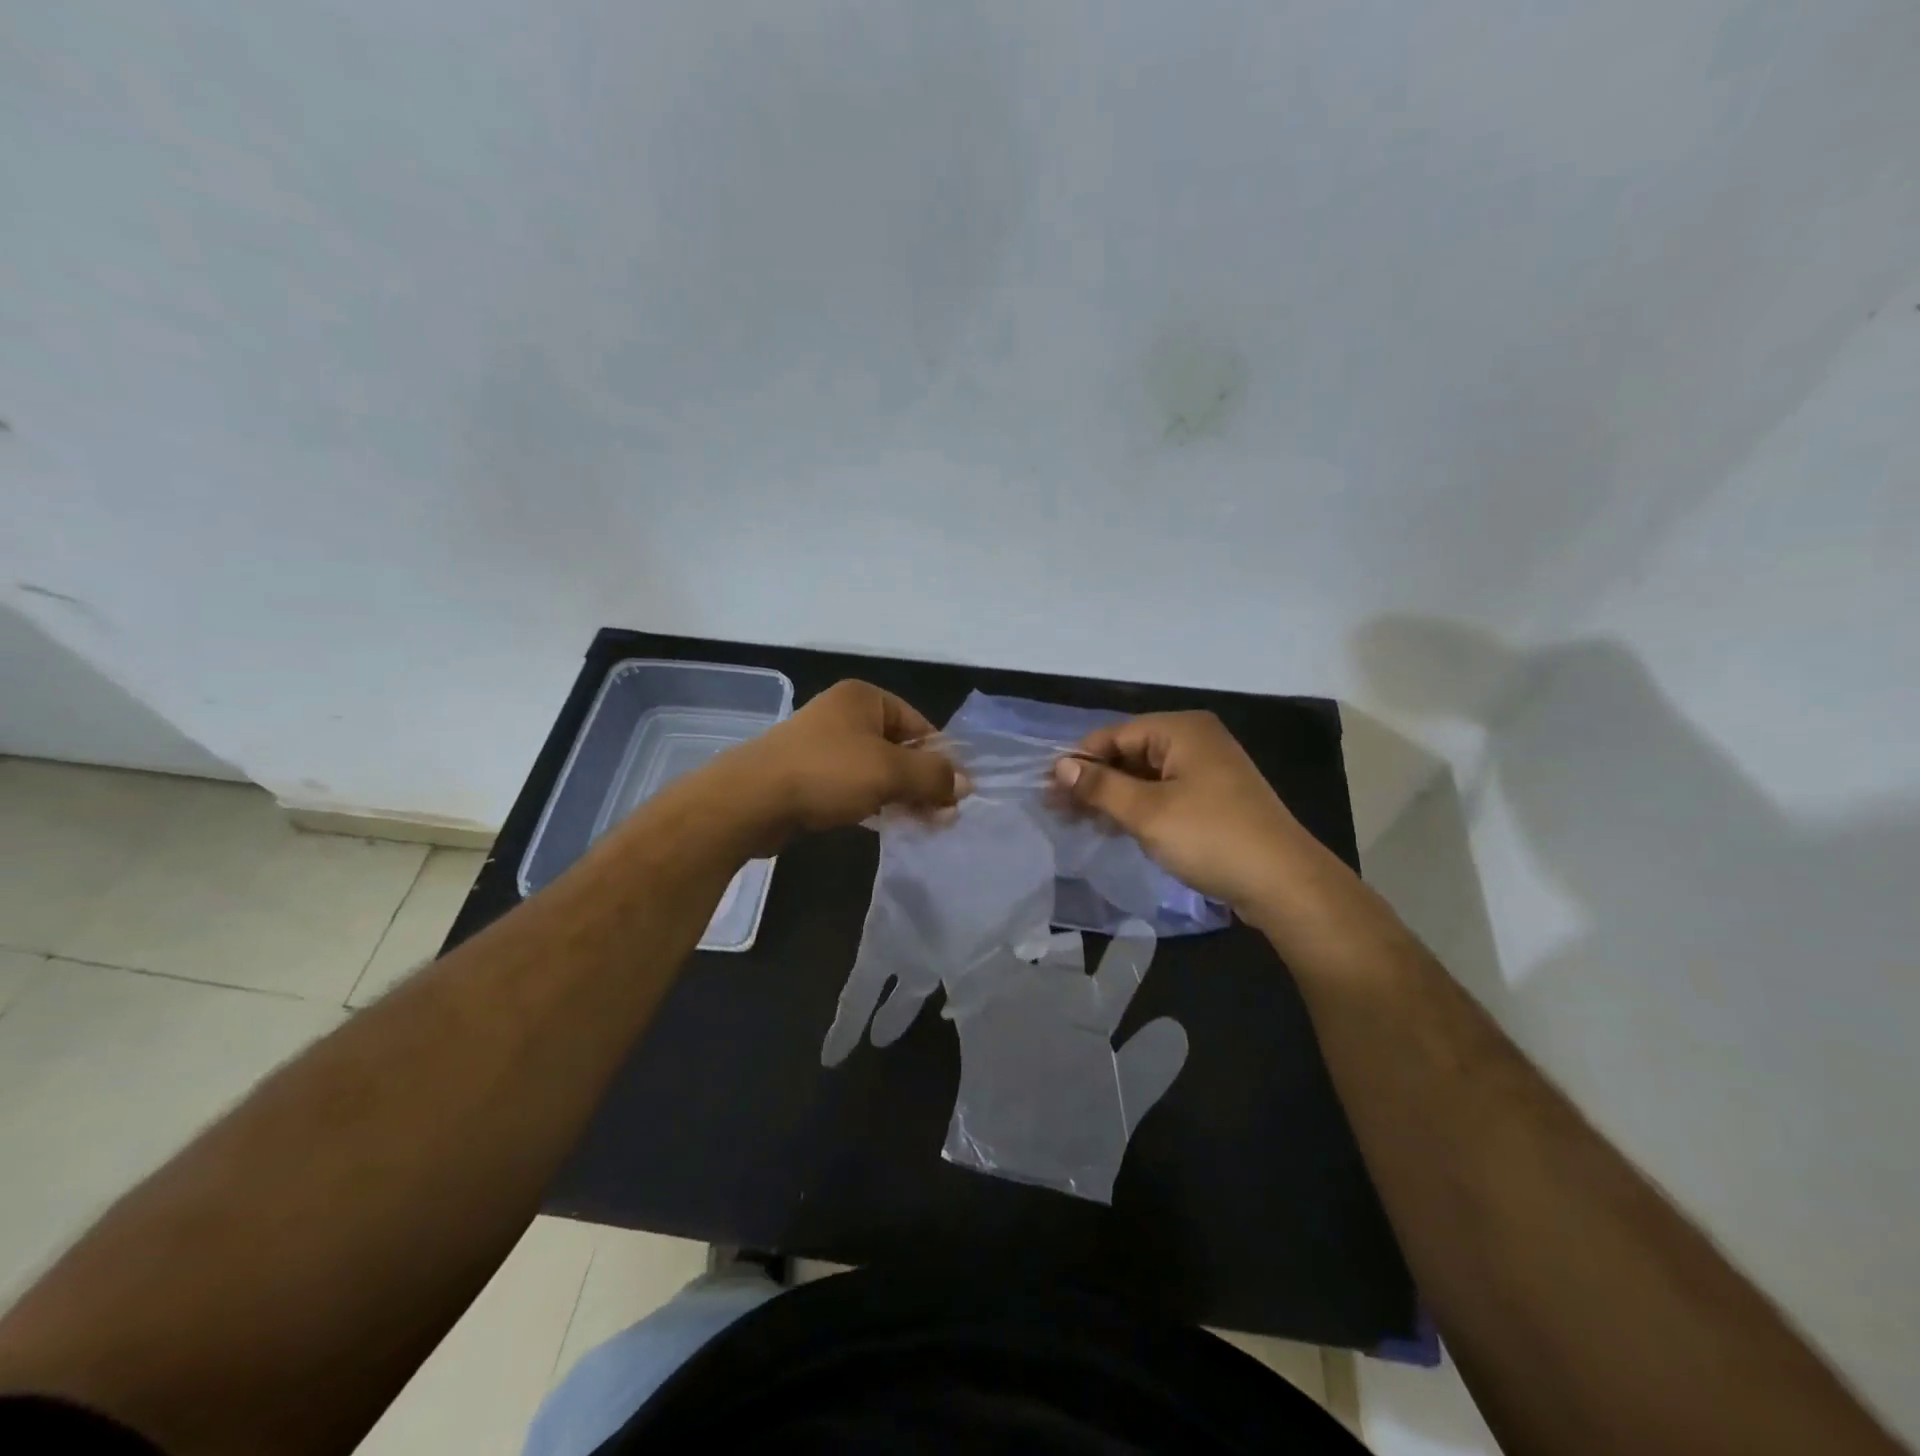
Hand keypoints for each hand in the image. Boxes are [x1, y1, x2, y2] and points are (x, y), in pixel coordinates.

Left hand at [725, 680, 962, 847]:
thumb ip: (933, 776)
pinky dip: (873, 802)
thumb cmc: (827, 773)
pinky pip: (853, 786)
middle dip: (922, 782)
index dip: (941, 759)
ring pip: (877, 770)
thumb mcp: (889, 772)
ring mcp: (823, 744)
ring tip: (921, 825)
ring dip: (901, 796)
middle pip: (899, 748)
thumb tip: (966, 784)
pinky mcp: (808, 774)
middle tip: (942, 817)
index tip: (956, 795)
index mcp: (865, 698)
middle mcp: (845, 714)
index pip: (920, 725)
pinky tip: (886, 825)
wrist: (751, 800)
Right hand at [1053, 711, 1306, 912]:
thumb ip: (1100, 786)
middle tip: (1056, 810)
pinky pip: (1163, 795)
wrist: (1283, 883)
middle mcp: (1195, 741)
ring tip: (1076, 822)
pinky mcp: (1212, 800)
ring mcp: (1207, 772)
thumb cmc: (1210, 837)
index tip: (1047, 788)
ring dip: (1111, 798)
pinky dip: (1136, 809)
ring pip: (1144, 777)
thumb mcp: (1147, 811)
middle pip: (1129, 754)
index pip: (1115, 735)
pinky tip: (1111, 828)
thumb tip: (1060, 767)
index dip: (1079, 760)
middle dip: (1093, 781)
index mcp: (1182, 730)